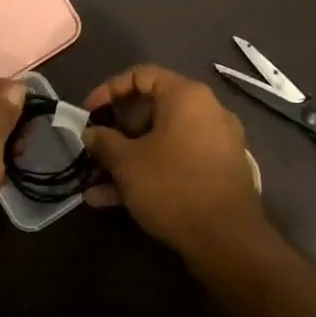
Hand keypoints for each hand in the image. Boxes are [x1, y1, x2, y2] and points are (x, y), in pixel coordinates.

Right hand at [82, 65, 263, 256]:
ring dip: (128, 160)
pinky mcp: (219, 172)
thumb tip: (92, 133)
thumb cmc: (173, 186)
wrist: (228, 240)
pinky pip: (177, 162)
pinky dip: (150, 173)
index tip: (87, 113)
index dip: (108, 90)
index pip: (142, 75)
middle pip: (153, 109)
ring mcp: (216, 143)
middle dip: (117, 132)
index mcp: (187, 96)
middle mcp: (206, 111)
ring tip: (95, 184)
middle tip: (95, 150)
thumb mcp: (128, 163)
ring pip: (162, 141)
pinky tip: (114, 201)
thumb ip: (104, 142)